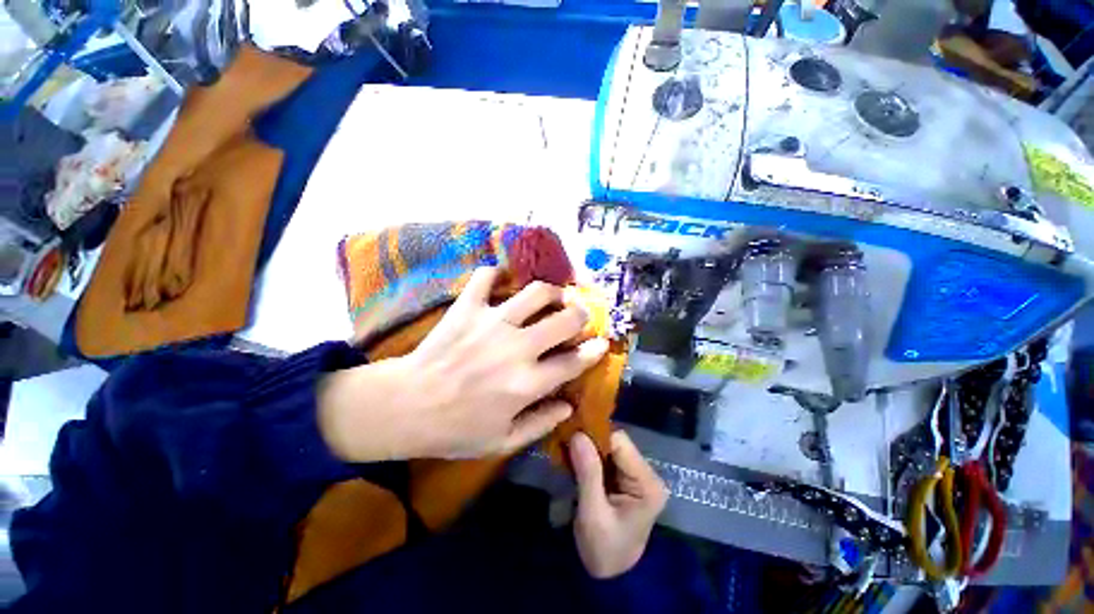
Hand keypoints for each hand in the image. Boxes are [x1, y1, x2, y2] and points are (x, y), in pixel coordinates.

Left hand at [318, 267, 608, 460]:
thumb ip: (541, 424)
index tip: (601, 342)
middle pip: (564, 319)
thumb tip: (568, 406)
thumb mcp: (502, 442)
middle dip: (580, 314)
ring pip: (535, 292)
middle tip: (578, 314)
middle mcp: (517, 347)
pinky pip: (485, 278)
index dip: (593, 350)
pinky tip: (501, 279)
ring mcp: (492, 322)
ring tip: (552, 295)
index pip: (574, 361)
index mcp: (528, 383)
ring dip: (551, 291)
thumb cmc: (455, 430)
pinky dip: (495, 274)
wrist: (405, 407)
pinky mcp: (467, 308)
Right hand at [570, 431, 667, 578]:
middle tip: (564, 441)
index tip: (570, 433)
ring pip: (607, 446)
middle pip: (614, 441)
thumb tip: (577, 434)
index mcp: (647, 483)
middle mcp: (646, 473)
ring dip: (587, 448)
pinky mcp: (624, 477)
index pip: (620, 442)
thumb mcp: (593, 515)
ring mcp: (635, 474)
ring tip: (566, 449)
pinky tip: (573, 458)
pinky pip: (604, 456)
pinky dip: (588, 456)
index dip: (594, 434)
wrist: (610, 578)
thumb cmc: (604, 551)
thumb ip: (587, 473)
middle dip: (589, 441)